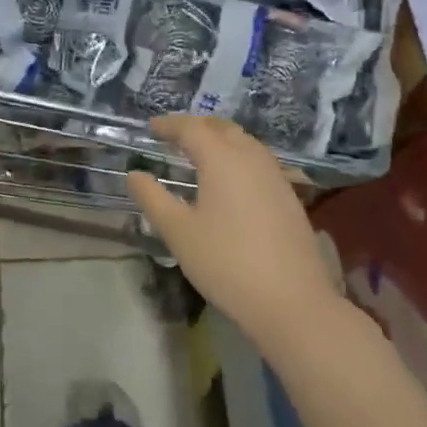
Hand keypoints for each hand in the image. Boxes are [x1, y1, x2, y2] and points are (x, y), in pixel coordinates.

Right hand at [126, 116, 345, 347]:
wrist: (292, 301)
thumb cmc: (226, 262)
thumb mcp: (178, 232)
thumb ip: (152, 198)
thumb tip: (134, 174)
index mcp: (222, 159)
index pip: (192, 128)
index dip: (169, 125)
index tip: (151, 128)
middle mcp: (252, 158)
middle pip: (222, 128)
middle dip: (197, 126)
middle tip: (174, 136)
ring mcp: (276, 177)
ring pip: (245, 143)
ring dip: (220, 139)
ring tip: (200, 153)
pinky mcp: (289, 197)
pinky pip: (259, 161)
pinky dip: (238, 157)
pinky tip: (231, 180)